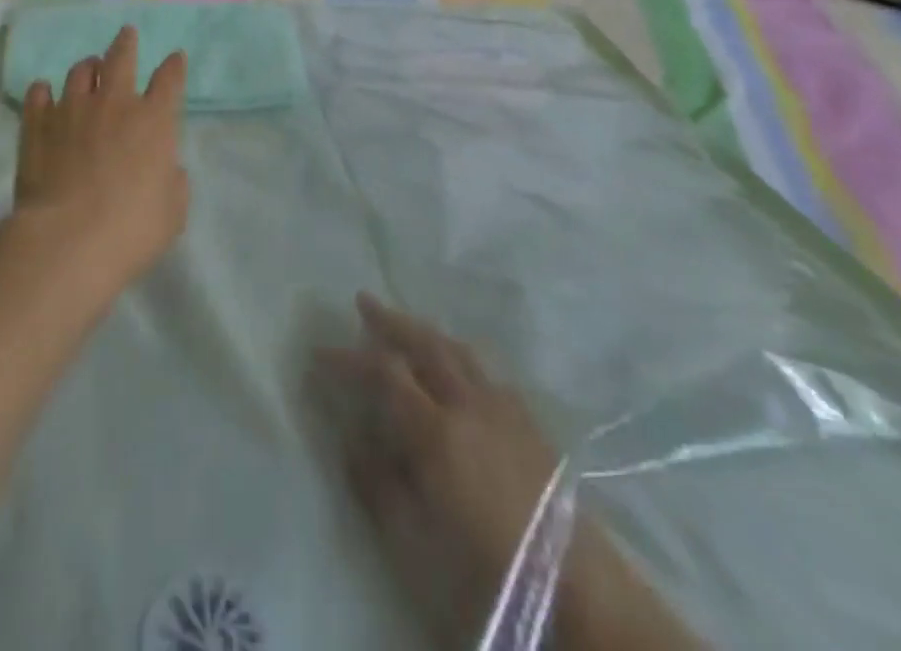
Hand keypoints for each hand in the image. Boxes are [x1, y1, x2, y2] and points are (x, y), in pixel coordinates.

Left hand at [11, 25, 189, 304]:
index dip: (174, 66)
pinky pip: (39, 95)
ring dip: (88, 67)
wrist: (68, 238)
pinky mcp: (38, 124)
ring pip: (80, 71)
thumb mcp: (173, 210)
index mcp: (154, 120)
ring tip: (89, 68)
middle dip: (126, 43)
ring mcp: (72, 109)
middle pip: (121, 58)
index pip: (170, 80)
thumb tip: (166, 167)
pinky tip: (44, 93)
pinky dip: (44, 92)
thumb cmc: (132, 228)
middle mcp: (114, 103)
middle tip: (127, 33)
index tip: (175, 57)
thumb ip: (173, 180)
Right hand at [318, 295, 558, 645]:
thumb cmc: (486, 576)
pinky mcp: (531, 426)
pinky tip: (458, 366)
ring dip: (426, 332)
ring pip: (458, 351)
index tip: (318, 354)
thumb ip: (379, 485)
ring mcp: (504, 410)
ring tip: (406, 324)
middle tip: (362, 301)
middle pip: (424, 345)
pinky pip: (486, 371)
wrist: (582, 599)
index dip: (347, 360)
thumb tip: (351, 438)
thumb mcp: (415, 543)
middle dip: (390, 321)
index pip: (382, 373)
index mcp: (436, 429)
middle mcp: (469, 404)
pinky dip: (460, 356)